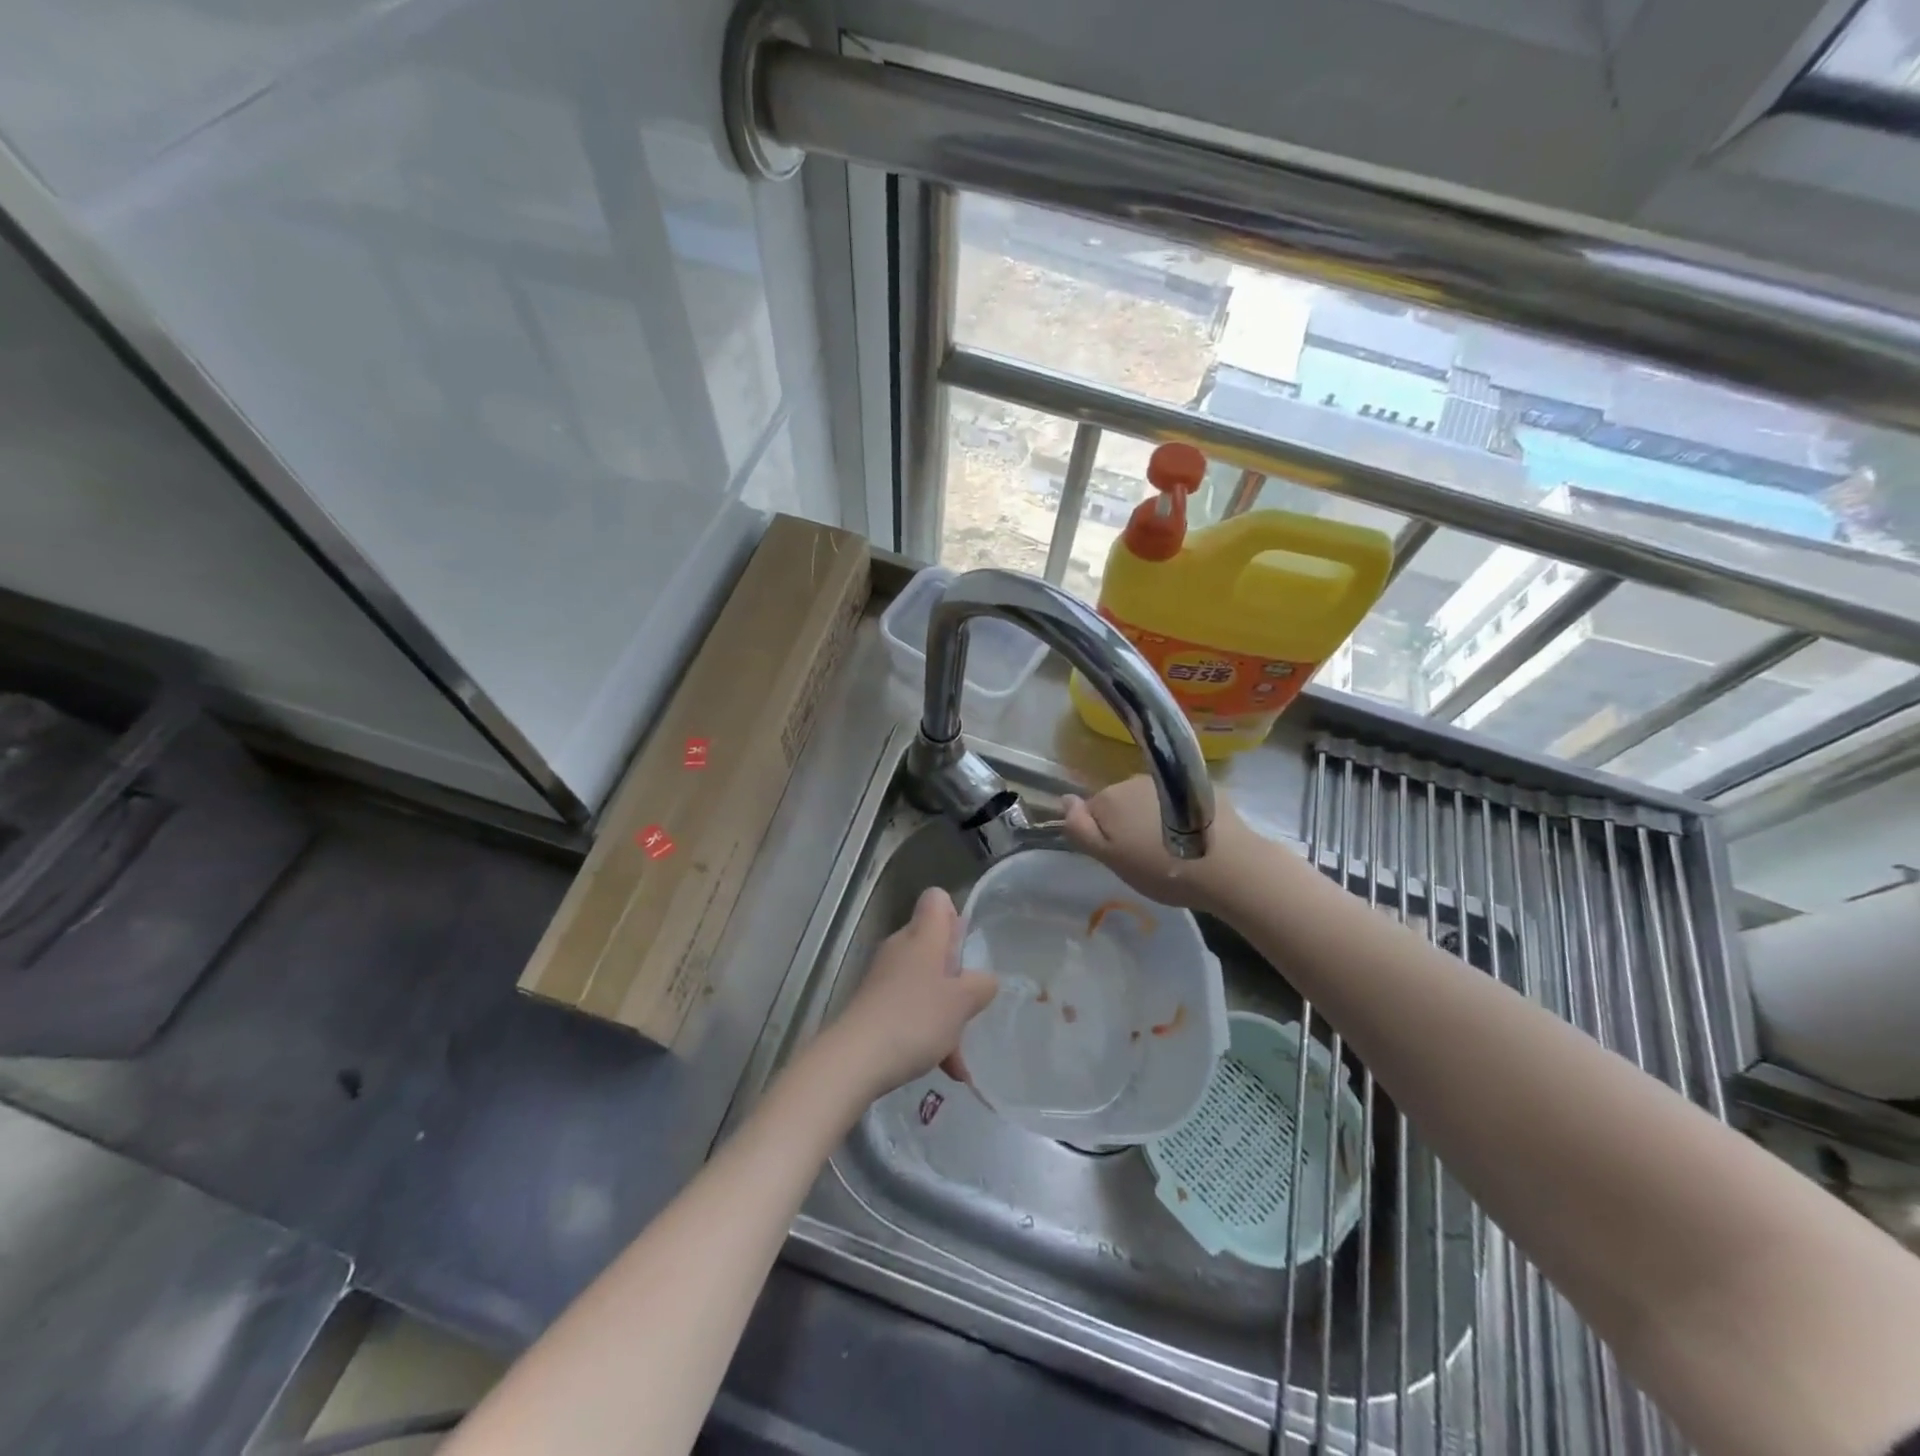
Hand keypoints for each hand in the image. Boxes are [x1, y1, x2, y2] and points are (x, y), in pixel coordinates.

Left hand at [819, 888, 997, 1099]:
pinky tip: (942, 1068)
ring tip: (960, 1055)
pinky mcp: (874, 1006)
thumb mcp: (962, 1002)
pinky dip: (927, 1032)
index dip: (955, 916)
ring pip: (926, 983)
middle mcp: (901, 948)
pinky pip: (910, 1009)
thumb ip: (981, 985)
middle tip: (971, 1004)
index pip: (937, 900)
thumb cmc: (914, 1019)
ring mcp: (884, 978)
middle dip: (957, 976)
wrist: (854, 1059)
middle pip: (935, 945)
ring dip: (946, 1013)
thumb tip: (984, 980)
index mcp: (922, 936)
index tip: (967, 950)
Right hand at [1062, 774, 1258, 912]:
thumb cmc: (1161, 868)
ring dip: (1152, 820)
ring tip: (1171, 850)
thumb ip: (1081, 829)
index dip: (1102, 836)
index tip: (1121, 857)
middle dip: (1127, 825)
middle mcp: (1134, 780)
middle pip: (1120, 803)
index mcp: (1109, 798)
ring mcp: (1169, 781)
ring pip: (1148, 801)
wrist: (1228, 866)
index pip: (1091, 812)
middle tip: (1145, 857)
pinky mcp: (1200, 788)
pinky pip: (1176, 800)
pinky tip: (1193, 839)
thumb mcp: (1111, 858)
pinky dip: (1178, 816)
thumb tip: (1063, 799)